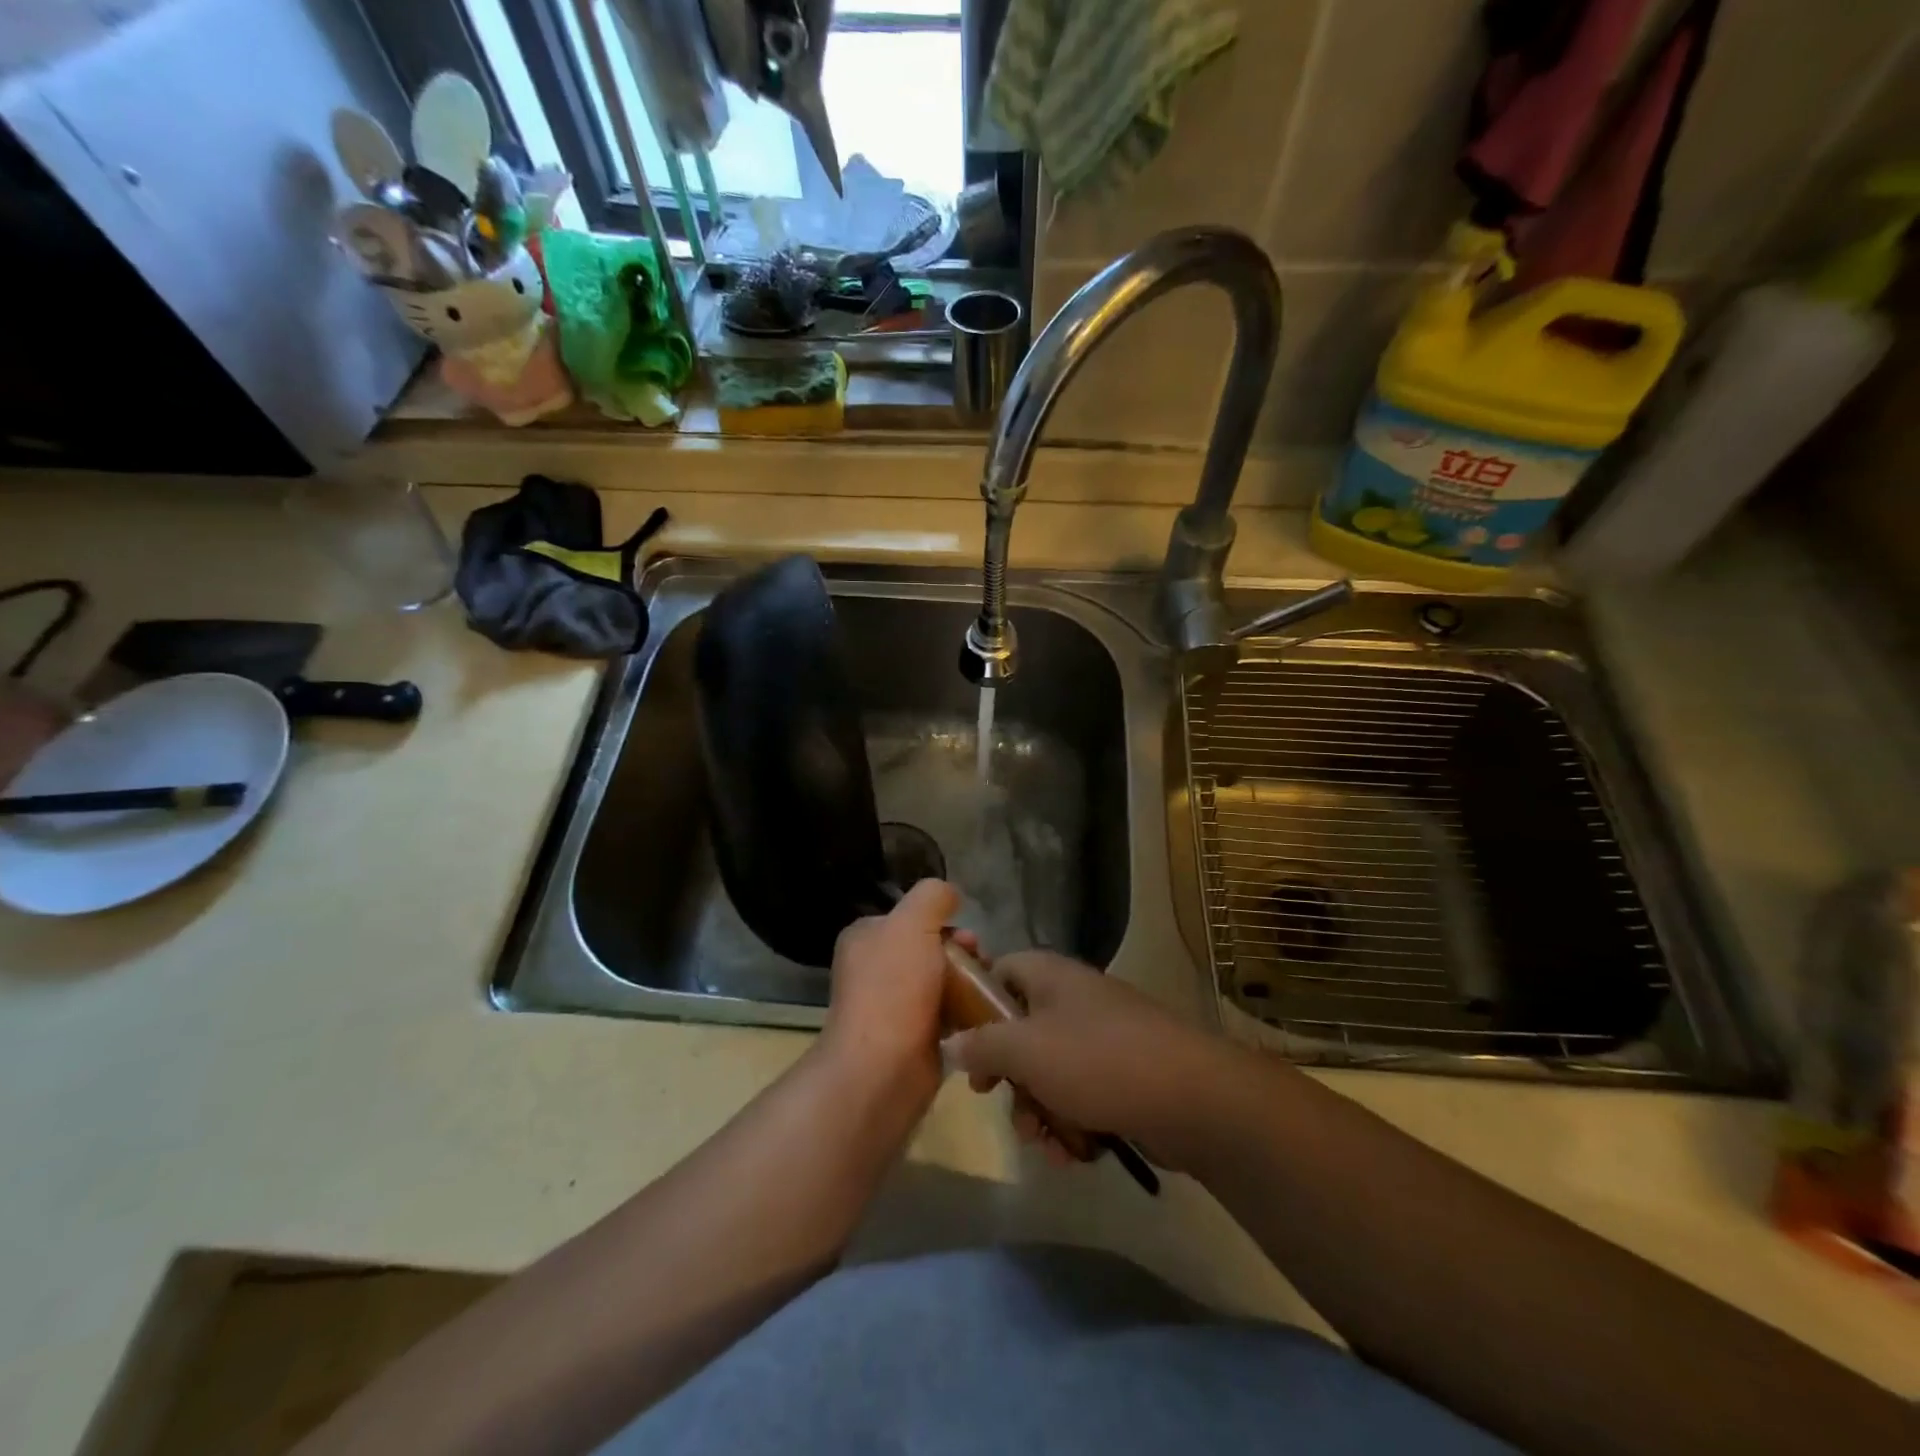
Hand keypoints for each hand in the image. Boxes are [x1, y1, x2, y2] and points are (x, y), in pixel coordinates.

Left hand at [817, 879, 976, 1108]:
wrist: (882, 1070)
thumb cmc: (894, 989)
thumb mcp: (913, 923)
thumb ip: (933, 896)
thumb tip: (950, 896)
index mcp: (866, 938)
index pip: (912, 917)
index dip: (945, 922)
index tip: (970, 939)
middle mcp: (875, 969)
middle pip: (932, 949)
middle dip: (964, 954)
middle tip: (983, 966)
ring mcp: (893, 1006)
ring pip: (943, 983)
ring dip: (969, 985)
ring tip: (989, 994)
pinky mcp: (913, 1039)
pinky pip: (947, 1016)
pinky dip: (966, 1016)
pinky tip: (984, 1019)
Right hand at [942, 951, 1234, 1170]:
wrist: (1192, 1100)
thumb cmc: (1097, 1061)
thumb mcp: (1025, 1050)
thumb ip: (981, 1045)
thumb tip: (951, 1043)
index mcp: (1051, 976)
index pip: (1000, 970)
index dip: (976, 1003)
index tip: (964, 1043)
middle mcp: (1075, 1000)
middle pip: (1021, 1029)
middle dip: (1007, 1075)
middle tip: (996, 1100)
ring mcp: (1103, 1038)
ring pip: (1048, 1071)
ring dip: (1037, 1110)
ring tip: (1044, 1142)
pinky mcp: (1124, 1076)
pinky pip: (1080, 1096)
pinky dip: (1071, 1124)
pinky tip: (1074, 1155)